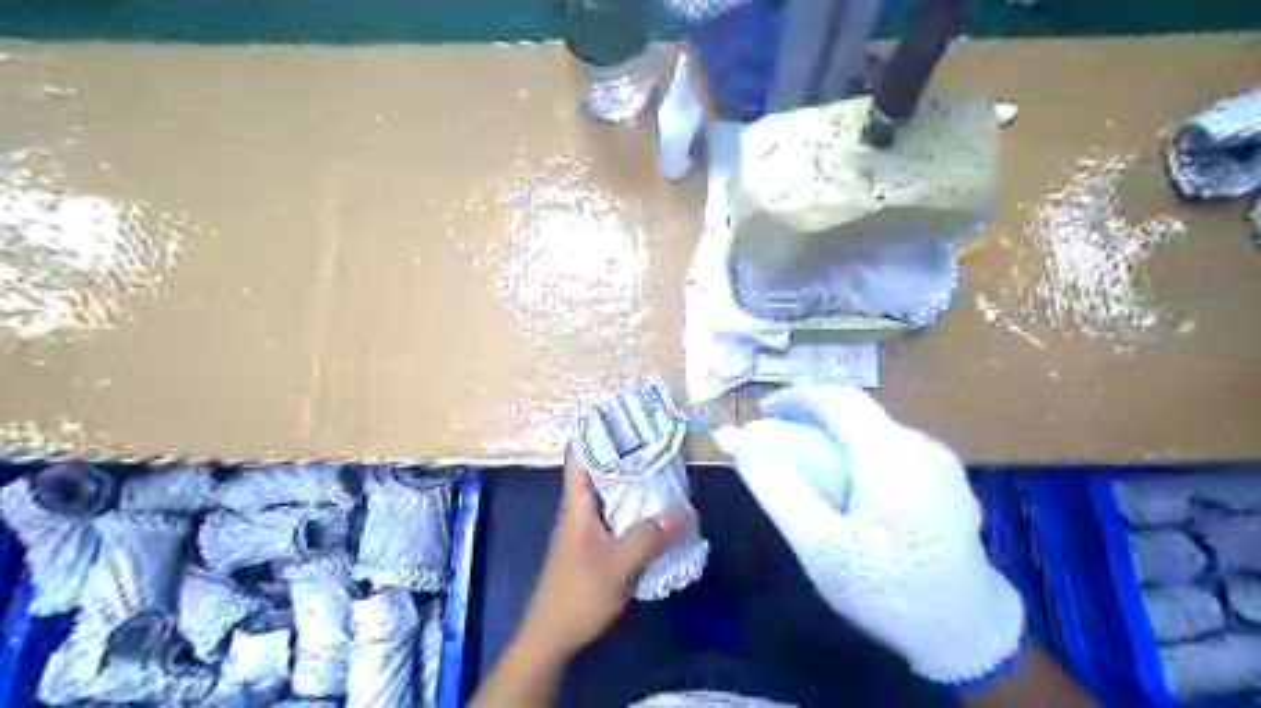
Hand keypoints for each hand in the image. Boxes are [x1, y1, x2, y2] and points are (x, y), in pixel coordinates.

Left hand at [514, 450, 689, 660]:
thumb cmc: (578, 594)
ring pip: (605, 496)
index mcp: (576, 506)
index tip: (621, 419)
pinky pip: (610, 517)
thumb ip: (648, 537)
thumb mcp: (618, 565)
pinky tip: (650, 513)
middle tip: (653, 443)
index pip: (578, 458)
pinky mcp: (588, 547)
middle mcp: (577, 512)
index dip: (594, 435)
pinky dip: (628, 508)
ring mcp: (581, 530)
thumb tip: (680, 510)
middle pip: (596, 473)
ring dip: (627, 484)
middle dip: (622, 457)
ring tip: (658, 472)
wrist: (550, 637)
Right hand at [707, 386, 1023, 684]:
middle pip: (854, 417)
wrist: (971, 635)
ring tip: (800, 473)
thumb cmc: (888, 592)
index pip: (838, 398)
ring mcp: (939, 461)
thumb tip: (734, 440)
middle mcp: (920, 446)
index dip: (794, 397)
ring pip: (870, 433)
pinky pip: (888, 451)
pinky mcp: (945, 479)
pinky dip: (853, 457)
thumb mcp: (820, 545)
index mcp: (892, 455)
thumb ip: (775, 487)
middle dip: (806, 424)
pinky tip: (842, 493)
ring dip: (829, 441)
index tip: (759, 413)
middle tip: (771, 450)